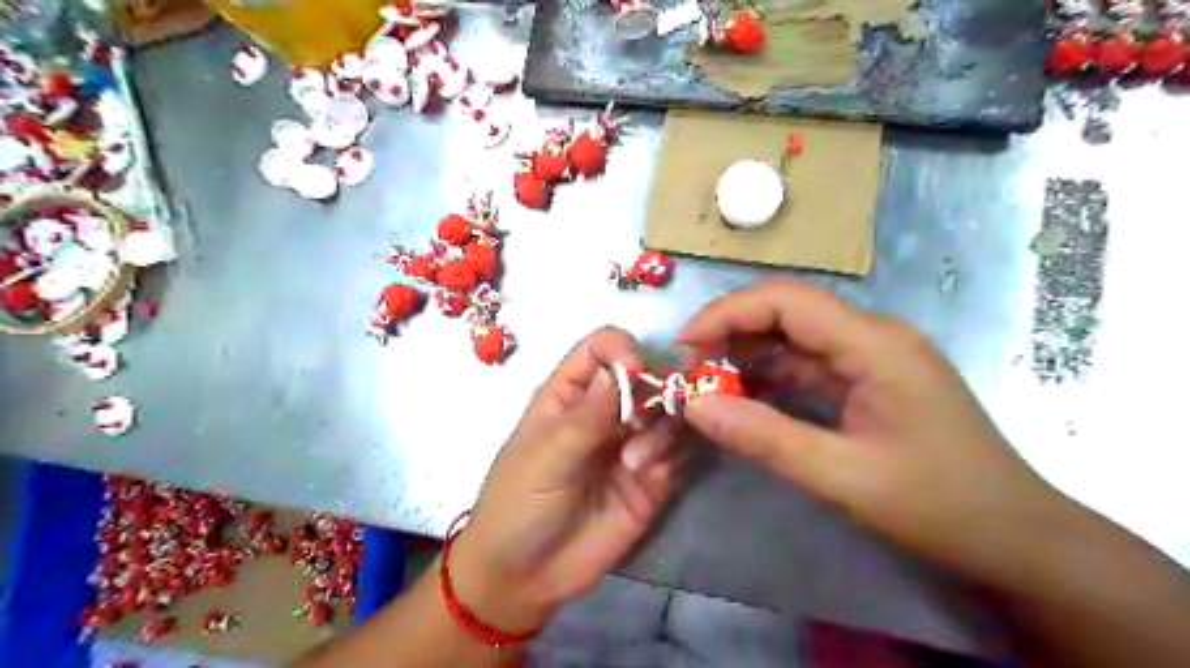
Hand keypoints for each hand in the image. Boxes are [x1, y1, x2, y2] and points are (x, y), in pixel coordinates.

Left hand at [448, 331, 688, 634]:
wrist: (525, 577)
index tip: (635, 370)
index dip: (622, 349)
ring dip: (662, 429)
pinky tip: (653, 478)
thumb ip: (586, 415)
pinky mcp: (652, 480)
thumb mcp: (545, 456)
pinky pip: (679, 454)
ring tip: (636, 465)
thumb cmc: (519, 504)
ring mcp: (631, 445)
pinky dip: (674, 457)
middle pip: (646, 376)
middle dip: (654, 391)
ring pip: (669, 413)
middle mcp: (606, 412)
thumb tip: (619, 366)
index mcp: (570, 395)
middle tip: (641, 423)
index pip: (602, 348)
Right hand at [678, 280, 1070, 587]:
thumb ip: (764, 437)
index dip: (728, 313)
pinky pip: (808, 363)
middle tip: (693, 369)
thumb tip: (696, 406)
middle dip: (733, 330)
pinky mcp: (868, 380)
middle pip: (788, 310)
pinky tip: (745, 396)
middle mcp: (873, 336)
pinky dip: (771, 375)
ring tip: (710, 383)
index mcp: (874, 345)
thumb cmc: (938, 505)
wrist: (1016, 537)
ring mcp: (872, 357)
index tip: (685, 345)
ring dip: (749, 353)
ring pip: (795, 336)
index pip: (787, 301)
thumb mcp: (841, 475)